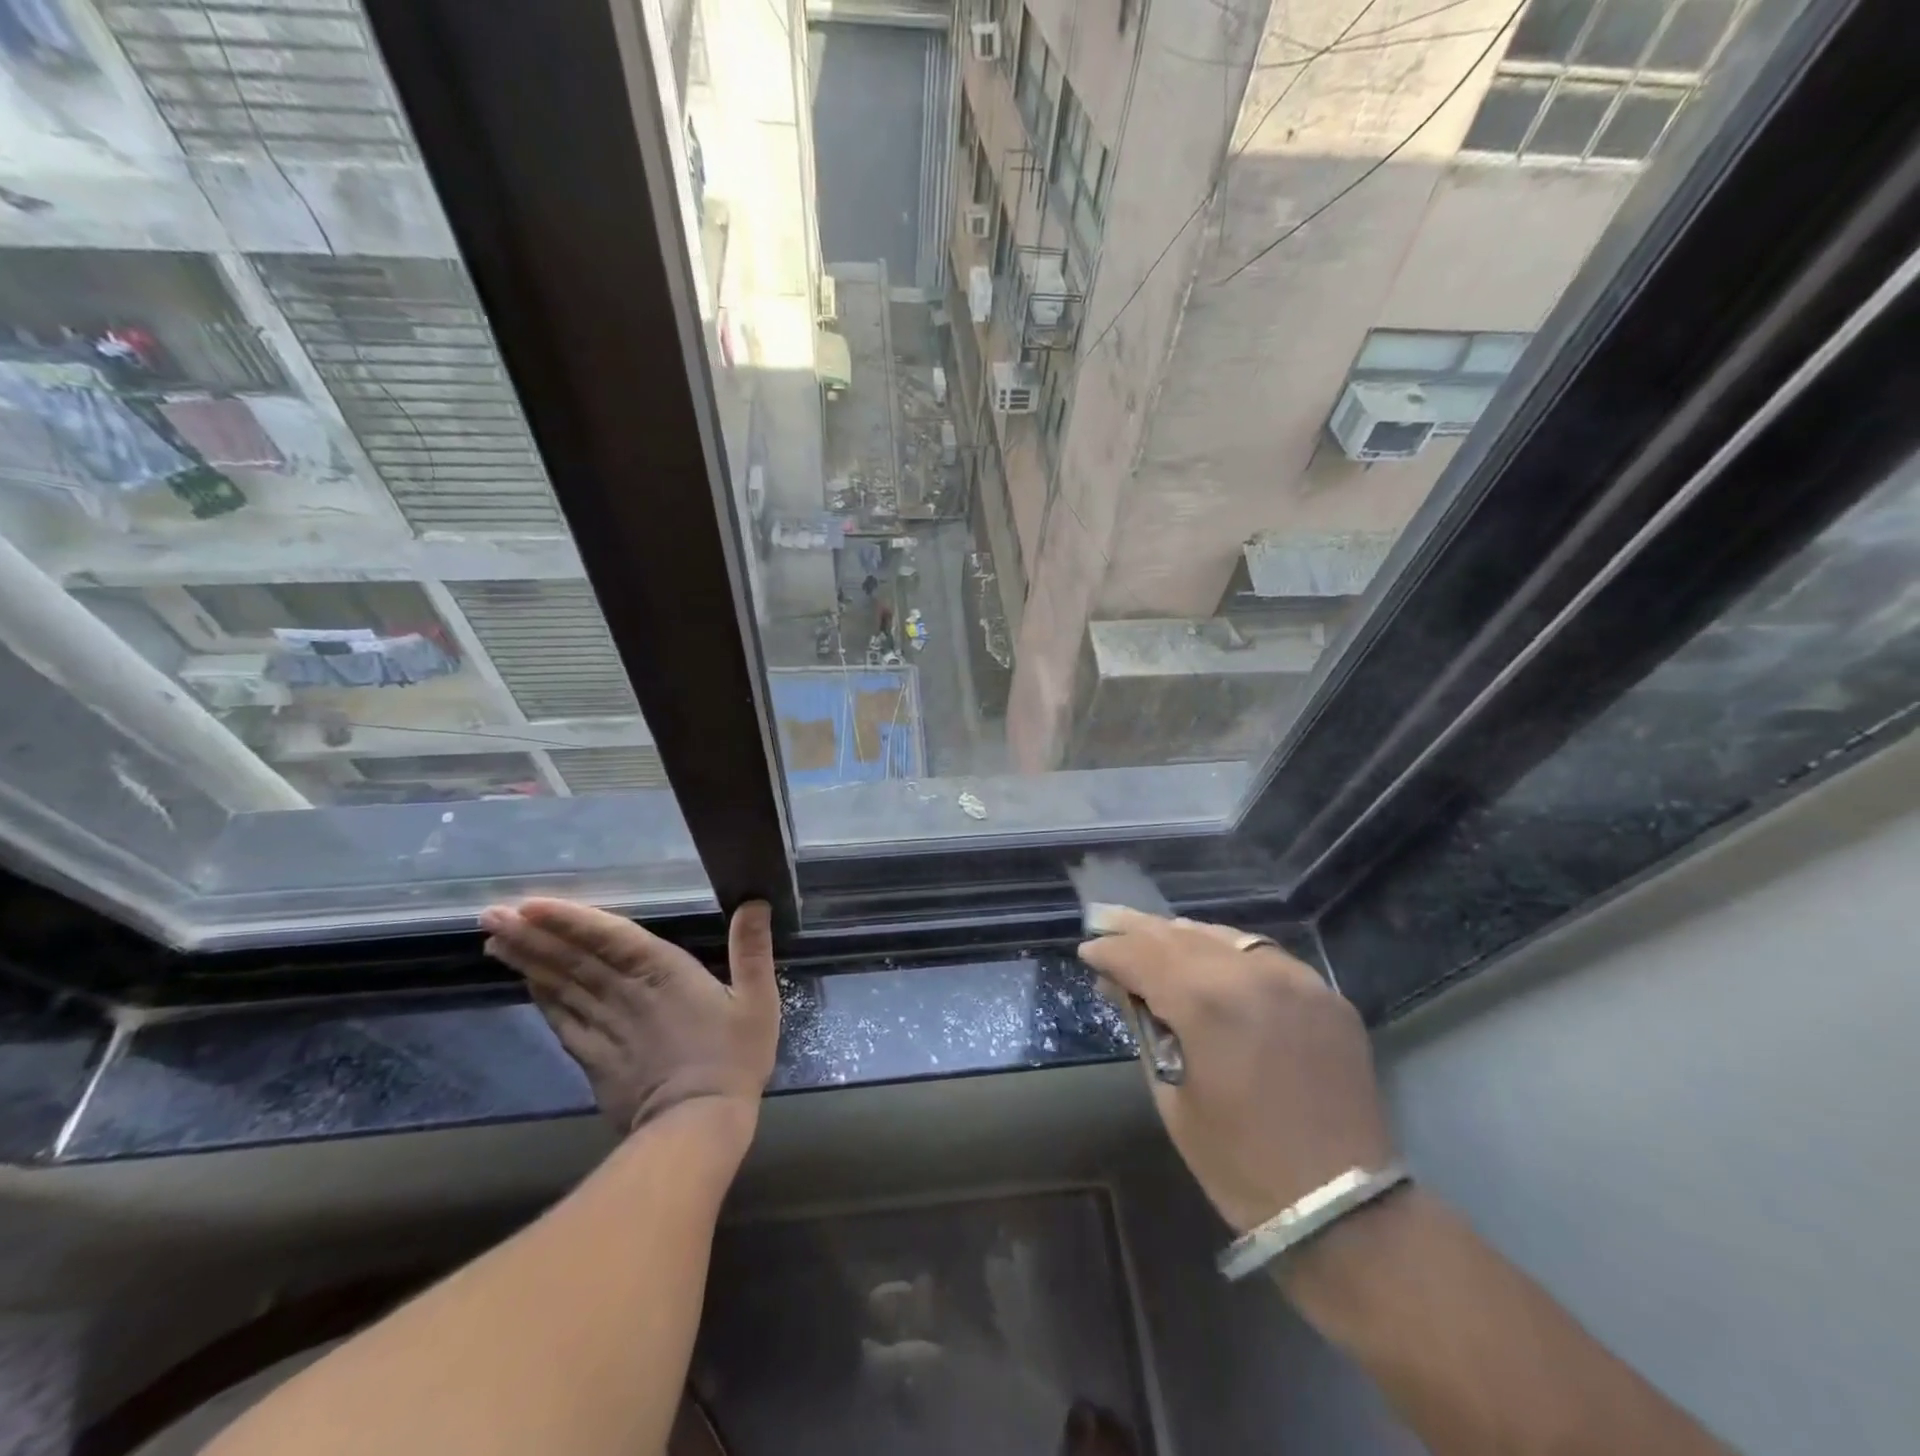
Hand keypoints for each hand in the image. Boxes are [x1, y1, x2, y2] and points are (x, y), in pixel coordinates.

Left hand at [481, 898, 780, 1136]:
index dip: (570, 919)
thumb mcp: (757, 1000)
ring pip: (560, 986)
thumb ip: (752, 949)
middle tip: (490, 913)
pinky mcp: (594, 1057)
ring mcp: (604, 1026)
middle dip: (532, 934)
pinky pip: (562, 1020)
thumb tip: (755, 901)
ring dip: (528, 960)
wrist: (697, 1126)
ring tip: (495, 938)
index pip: (609, 937)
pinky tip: (526, 982)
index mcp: (663, 972)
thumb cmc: (732, 1058)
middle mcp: (625, 993)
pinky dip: (541, 998)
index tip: (529, 903)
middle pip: (572, 959)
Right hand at [1079, 909, 1393, 1232]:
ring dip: (1184, 936)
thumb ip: (1146, 1028)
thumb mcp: (1172, 1096)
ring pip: (1225, 936)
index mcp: (1207, 1003)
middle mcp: (1252, 973)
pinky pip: (1265, 957)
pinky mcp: (1326, 994)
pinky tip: (1213, 961)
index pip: (1142, 956)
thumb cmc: (1239, 1163)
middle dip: (1139, 930)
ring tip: (1154, 936)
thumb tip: (1121, 986)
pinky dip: (1229, 953)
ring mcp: (1297, 979)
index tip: (1087, 952)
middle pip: (1180, 935)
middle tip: (1105, 921)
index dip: (1109, 952)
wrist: (1343, 1209)